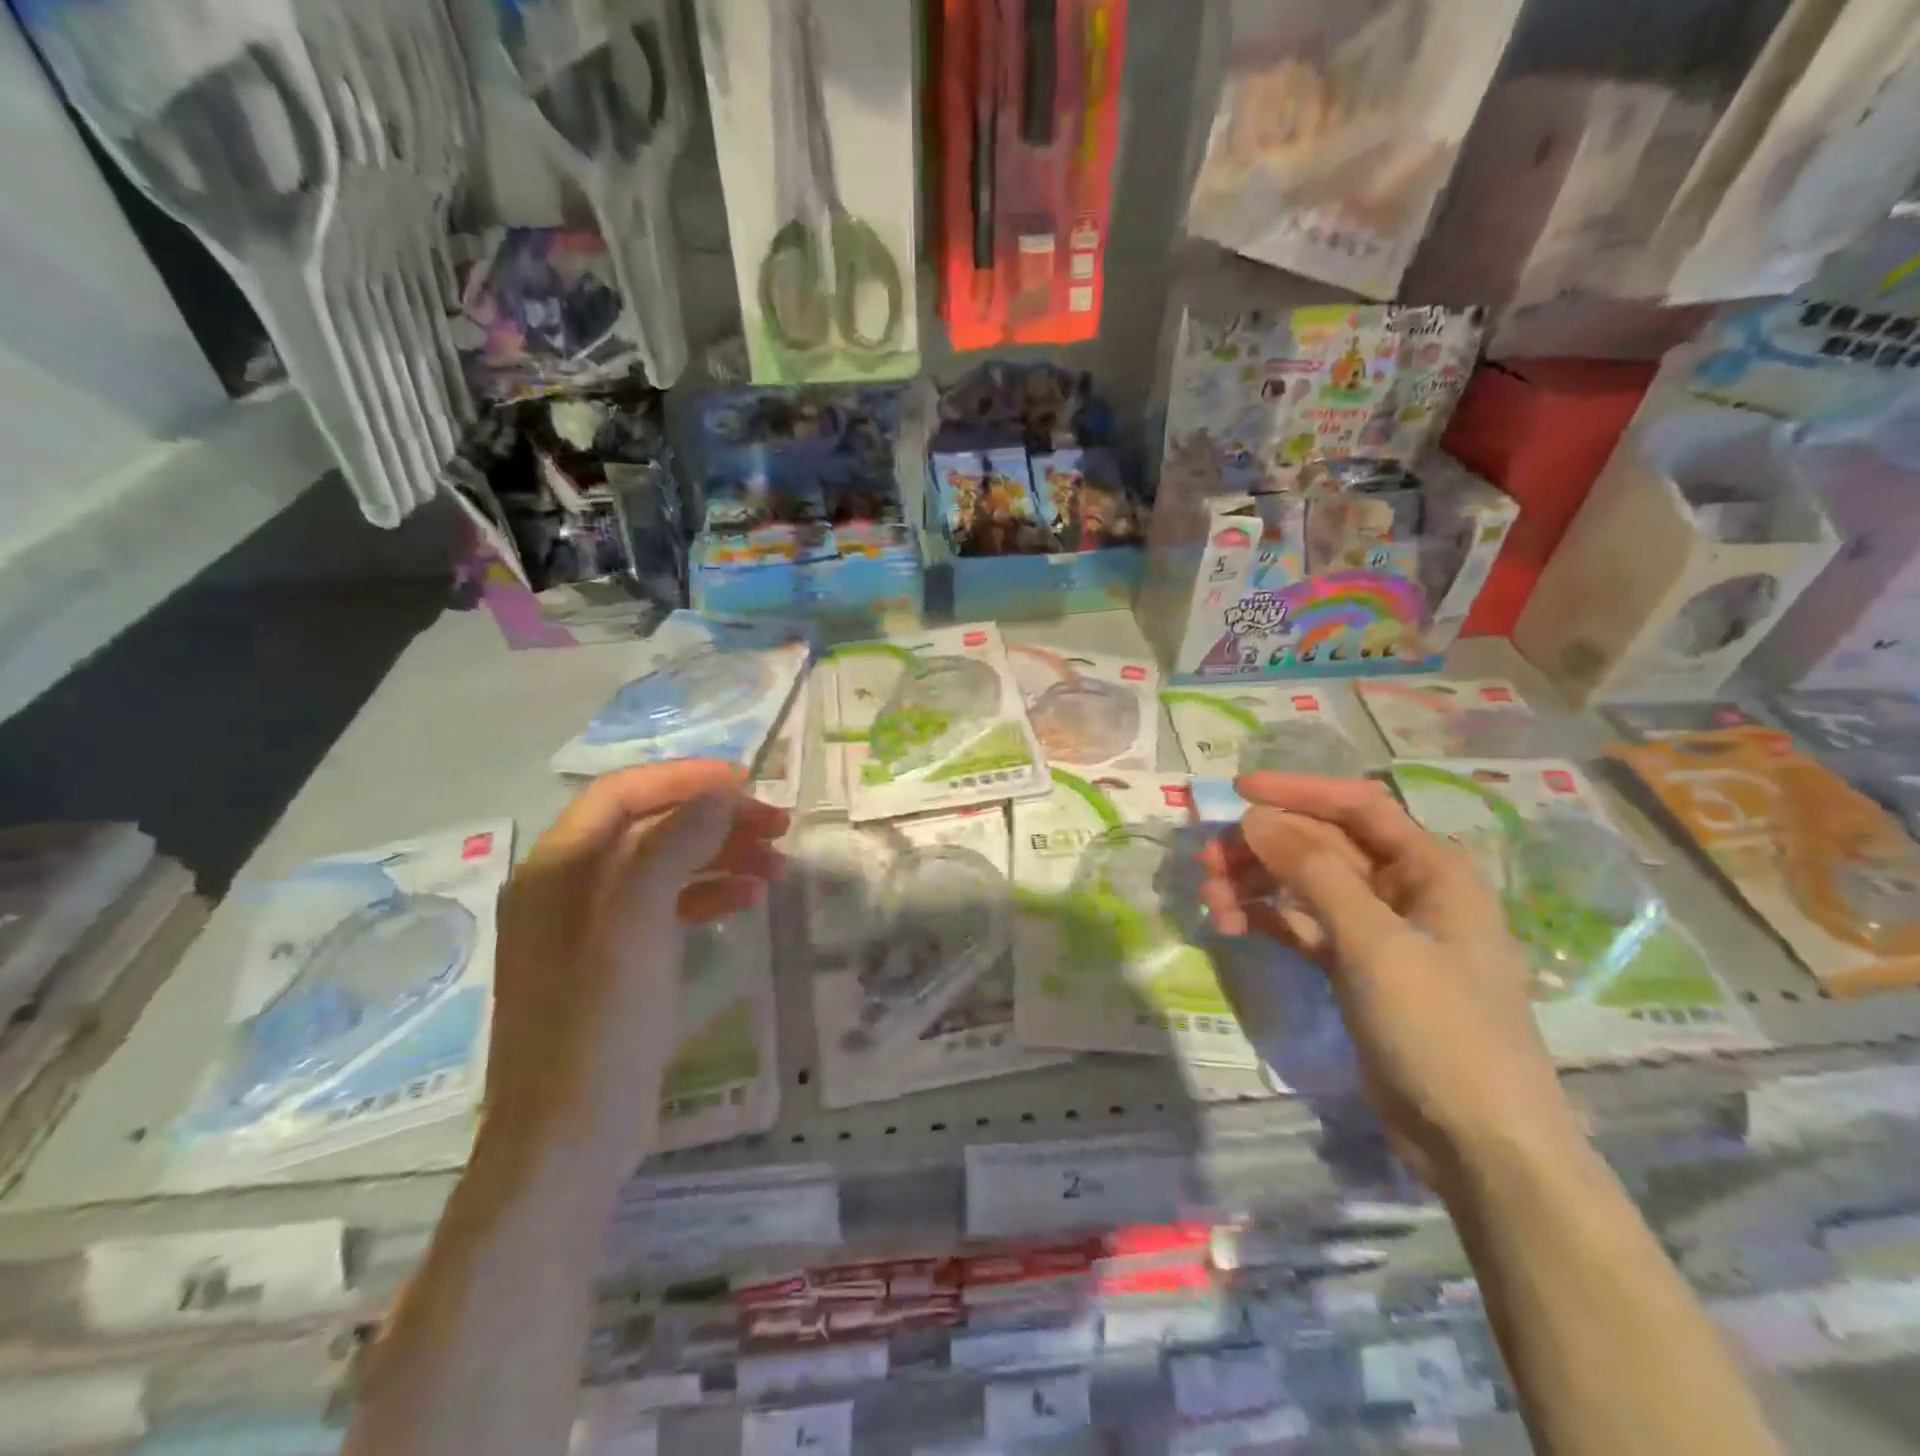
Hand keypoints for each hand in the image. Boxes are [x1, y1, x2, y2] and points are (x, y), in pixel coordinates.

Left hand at [482, 762, 786, 1189]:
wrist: (566, 1145)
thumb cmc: (599, 1029)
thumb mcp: (637, 928)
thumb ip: (673, 847)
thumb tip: (718, 793)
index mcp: (557, 869)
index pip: (623, 793)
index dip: (686, 779)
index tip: (749, 784)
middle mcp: (567, 887)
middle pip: (648, 825)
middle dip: (714, 818)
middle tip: (778, 825)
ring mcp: (590, 927)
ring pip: (662, 864)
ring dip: (719, 855)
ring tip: (776, 864)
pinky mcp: (614, 961)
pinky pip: (665, 906)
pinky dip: (708, 893)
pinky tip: (748, 901)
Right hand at [1199, 773, 1576, 1188]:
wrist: (1479, 1145)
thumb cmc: (1442, 1029)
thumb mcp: (1377, 943)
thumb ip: (1314, 873)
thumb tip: (1255, 819)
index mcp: (1431, 870)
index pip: (1357, 807)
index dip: (1297, 791)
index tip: (1236, 791)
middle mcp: (1404, 890)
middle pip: (1321, 846)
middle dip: (1263, 848)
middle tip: (1207, 861)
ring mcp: (1378, 932)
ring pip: (1305, 886)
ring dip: (1256, 885)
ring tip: (1212, 900)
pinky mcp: (1354, 969)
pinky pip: (1302, 926)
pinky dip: (1268, 919)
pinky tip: (1233, 925)